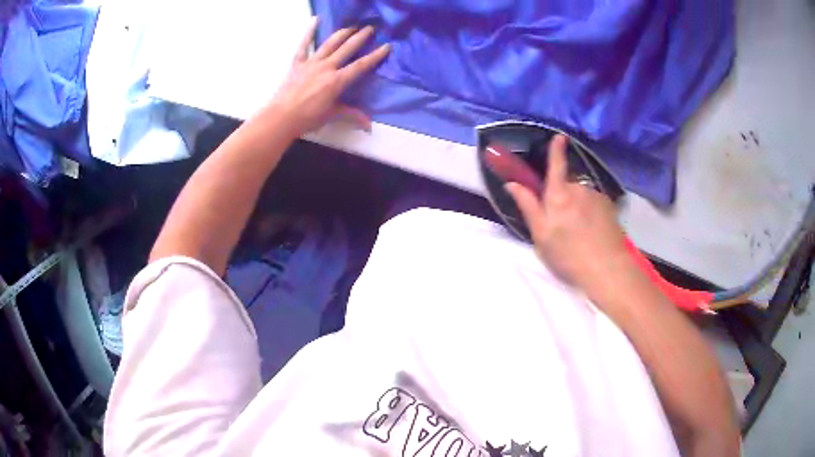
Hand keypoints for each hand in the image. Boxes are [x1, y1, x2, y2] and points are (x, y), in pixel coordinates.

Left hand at [266, 18, 389, 135]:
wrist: (281, 117)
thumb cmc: (308, 118)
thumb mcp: (332, 115)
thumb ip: (352, 114)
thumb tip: (369, 124)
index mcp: (337, 81)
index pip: (360, 66)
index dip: (375, 56)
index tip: (386, 46)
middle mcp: (326, 67)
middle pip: (347, 48)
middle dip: (360, 37)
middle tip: (370, 28)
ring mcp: (311, 63)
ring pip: (330, 44)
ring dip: (342, 33)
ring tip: (352, 26)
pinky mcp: (298, 63)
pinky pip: (304, 45)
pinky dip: (309, 32)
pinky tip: (315, 20)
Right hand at [505, 135, 636, 293]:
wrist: (607, 269)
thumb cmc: (568, 255)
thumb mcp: (541, 236)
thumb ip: (528, 206)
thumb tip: (512, 184)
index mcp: (558, 195)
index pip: (555, 166)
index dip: (556, 150)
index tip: (559, 136)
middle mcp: (578, 189)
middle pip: (566, 186)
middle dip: (561, 198)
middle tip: (560, 226)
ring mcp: (596, 197)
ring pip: (581, 197)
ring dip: (577, 208)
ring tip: (578, 234)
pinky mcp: (609, 207)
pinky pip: (594, 204)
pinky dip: (590, 213)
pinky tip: (592, 233)